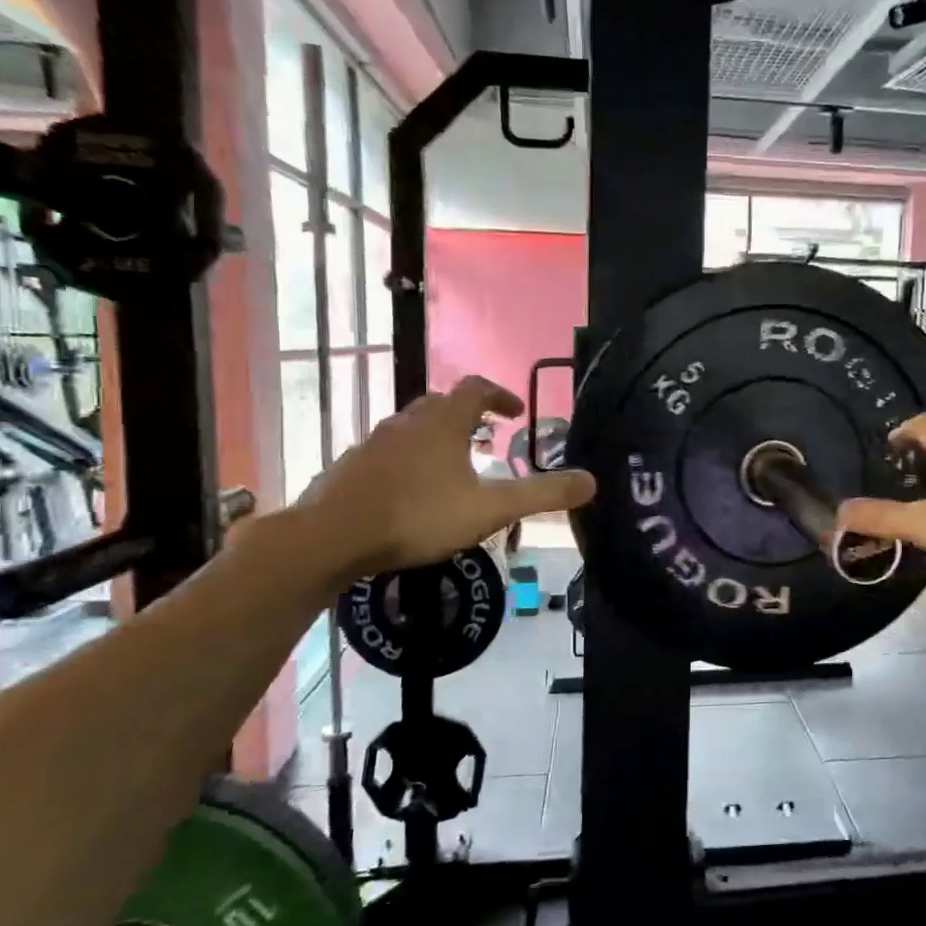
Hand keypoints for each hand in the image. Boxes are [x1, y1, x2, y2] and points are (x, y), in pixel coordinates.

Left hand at [296, 376, 594, 583]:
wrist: (332, 537)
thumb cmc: (418, 515)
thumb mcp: (490, 509)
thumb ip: (542, 495)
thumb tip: (593, 481)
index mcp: (443, 422)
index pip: (476, 388)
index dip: (500, 395)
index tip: (516, 414)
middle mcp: (407, 422)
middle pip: (442, 405)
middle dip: (469, 417)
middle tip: (487, 440)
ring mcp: (374, 443)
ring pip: (413, 429)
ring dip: (438, 438)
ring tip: (454, 468)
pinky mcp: (352, 466)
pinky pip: (390, 452)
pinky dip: (410, 461)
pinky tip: (413, 493)